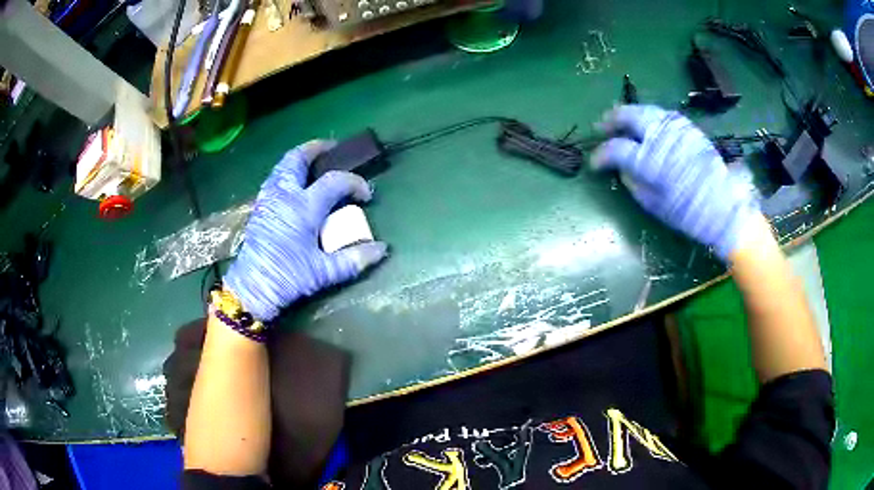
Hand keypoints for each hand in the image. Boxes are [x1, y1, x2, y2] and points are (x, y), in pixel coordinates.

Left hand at [224, 141, 387, 320]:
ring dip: (299, 159)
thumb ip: (354, 259)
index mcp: (303, 207)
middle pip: (298, 159)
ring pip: (282, 166)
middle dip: (316, 148)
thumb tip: (382, 249)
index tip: (366, 195)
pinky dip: (287, 172)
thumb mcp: (323, 272)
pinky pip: (274, 178)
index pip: (335, 181)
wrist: (252, 288)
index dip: (355, 183)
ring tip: (313, 163)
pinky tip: (294, 184)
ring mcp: (268, 199)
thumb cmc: (287, 277)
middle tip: (332, 149)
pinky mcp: (259, 208)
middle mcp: (284, 195)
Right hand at [591, 105, 759, 259]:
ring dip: (630, 115)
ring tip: (623, 123)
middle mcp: (659, 137)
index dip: (600, 155)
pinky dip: (650, 118)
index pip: (615, 149)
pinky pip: (663, 115)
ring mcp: (675, 128)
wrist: (724, 207)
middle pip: (628, 115)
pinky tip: (649, 127)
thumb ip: (633, 182)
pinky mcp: (688, 127)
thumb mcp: (653, 205)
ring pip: (645, 110)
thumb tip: (622, 168)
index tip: (595, 163)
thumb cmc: (687, 212)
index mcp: (648, 161)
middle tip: (602, 127)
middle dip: (611, 120)